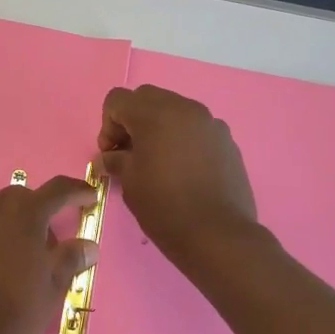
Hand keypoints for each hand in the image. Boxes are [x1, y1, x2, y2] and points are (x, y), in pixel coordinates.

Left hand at [0, 175, 97, 333]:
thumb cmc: (17, 315)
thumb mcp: (53, 288)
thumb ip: (71, 258)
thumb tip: (89, 245)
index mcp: (27, 215)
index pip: (58, 190)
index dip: (77, 191)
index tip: (87, 198)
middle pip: (19, 196)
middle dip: (34, 210)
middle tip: (40, 240)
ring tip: (2, 242)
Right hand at [98, 85, 257, 265]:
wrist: (217, 234)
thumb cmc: (165, 206)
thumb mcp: (129, 183)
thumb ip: (116, 160)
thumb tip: (109, 157)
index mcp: (156, 114)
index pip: (118, 99)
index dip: (108, 124)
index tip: (111, 153)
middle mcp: (185, 108)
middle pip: (147, 98)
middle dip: (133, 121)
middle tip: (130, 154)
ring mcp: (210, 123)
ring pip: (175, 111)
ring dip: (159, 128)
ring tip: (158, 163)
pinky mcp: (227, 141)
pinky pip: (196, 129)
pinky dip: (182, 139)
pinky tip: (183, 171)